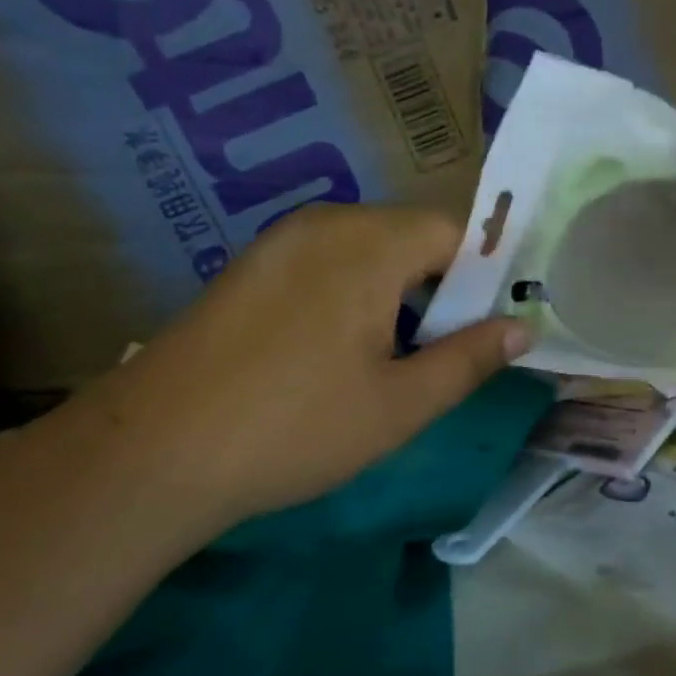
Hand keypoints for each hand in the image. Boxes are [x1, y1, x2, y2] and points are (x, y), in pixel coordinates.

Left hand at [29, 203, 528, 542]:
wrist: (152, 452)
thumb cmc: (295, 427)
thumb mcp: (400, 404)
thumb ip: (469, 359)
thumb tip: (523, 328)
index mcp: (369, 243)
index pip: (455, 233)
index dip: (481, 280)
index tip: (481, 333)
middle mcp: (325, 224)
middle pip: (410, 238)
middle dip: (436, 291)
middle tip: (433, 358)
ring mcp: (280, 241)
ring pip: (367, 252)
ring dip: (392, 296)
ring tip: (383, 363)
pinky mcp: (249, 266)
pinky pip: (323, 263)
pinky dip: (348, 295)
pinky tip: (328, 354)